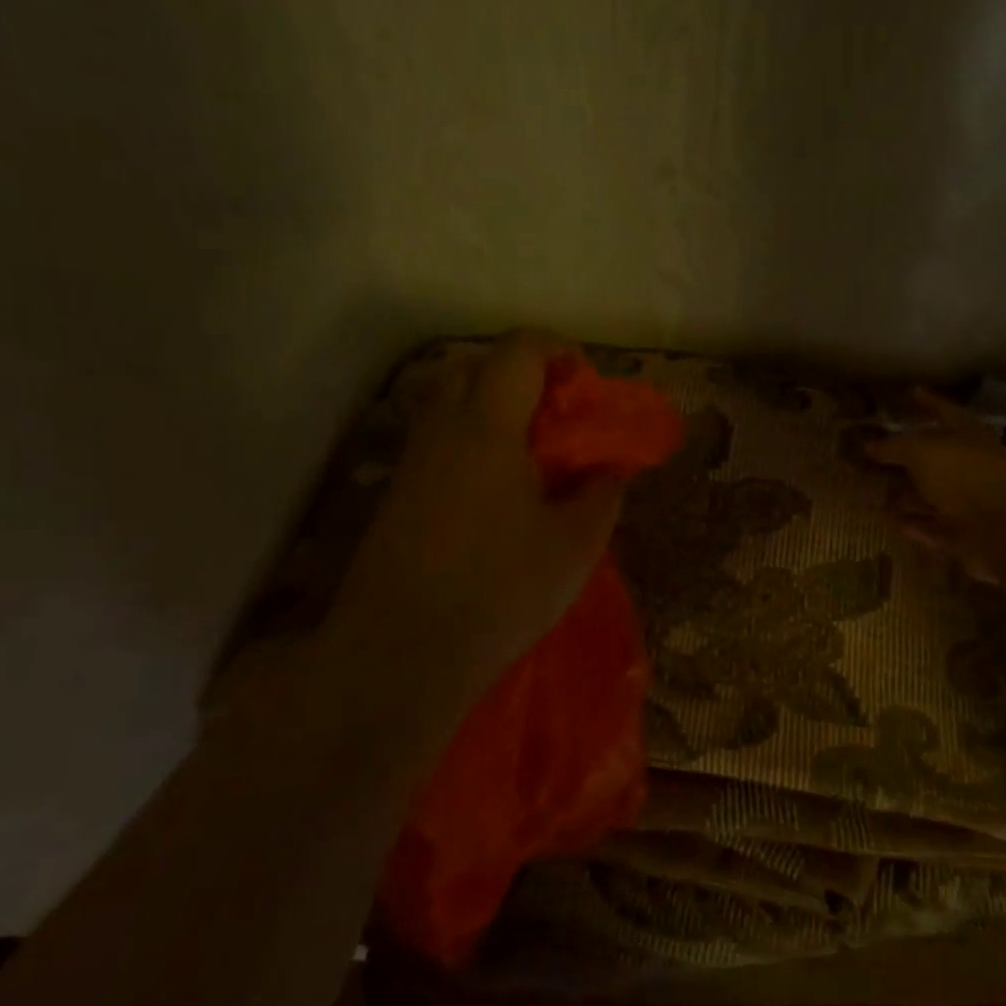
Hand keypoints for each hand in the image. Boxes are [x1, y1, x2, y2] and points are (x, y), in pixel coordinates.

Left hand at [335, 331, 624, 689]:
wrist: (400, 654)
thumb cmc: (499, 591)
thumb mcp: (574, 546)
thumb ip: (601, 495)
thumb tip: (609, 470)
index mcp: (488, 427)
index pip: (518, 352)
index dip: (557, 351)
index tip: (586, 382)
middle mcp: (442, 430)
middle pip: (475, 366)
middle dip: (521, 373)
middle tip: (556, 414)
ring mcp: (412, 462)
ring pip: (448, 402)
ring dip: (490, 406)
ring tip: (529, 452)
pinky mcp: (396, 495)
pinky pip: (436, 440)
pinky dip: (469, 440)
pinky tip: (495, 490)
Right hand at [866, 389, 1005, 579]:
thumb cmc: (965, 473)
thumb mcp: (921, 450)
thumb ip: (894, 446)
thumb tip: (869, 445)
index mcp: (966, 435)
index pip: (943, 410)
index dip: (927, 401)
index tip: (910, 393)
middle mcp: (969, 465)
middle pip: (934, 457)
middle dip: (906, 457)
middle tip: (873, 454)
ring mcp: (968, 502)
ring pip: (930, 495)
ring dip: (905, 495)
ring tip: (871, 492)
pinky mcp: (963, 535)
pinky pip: (932, 528)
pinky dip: (913, 525)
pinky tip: (889, 522)